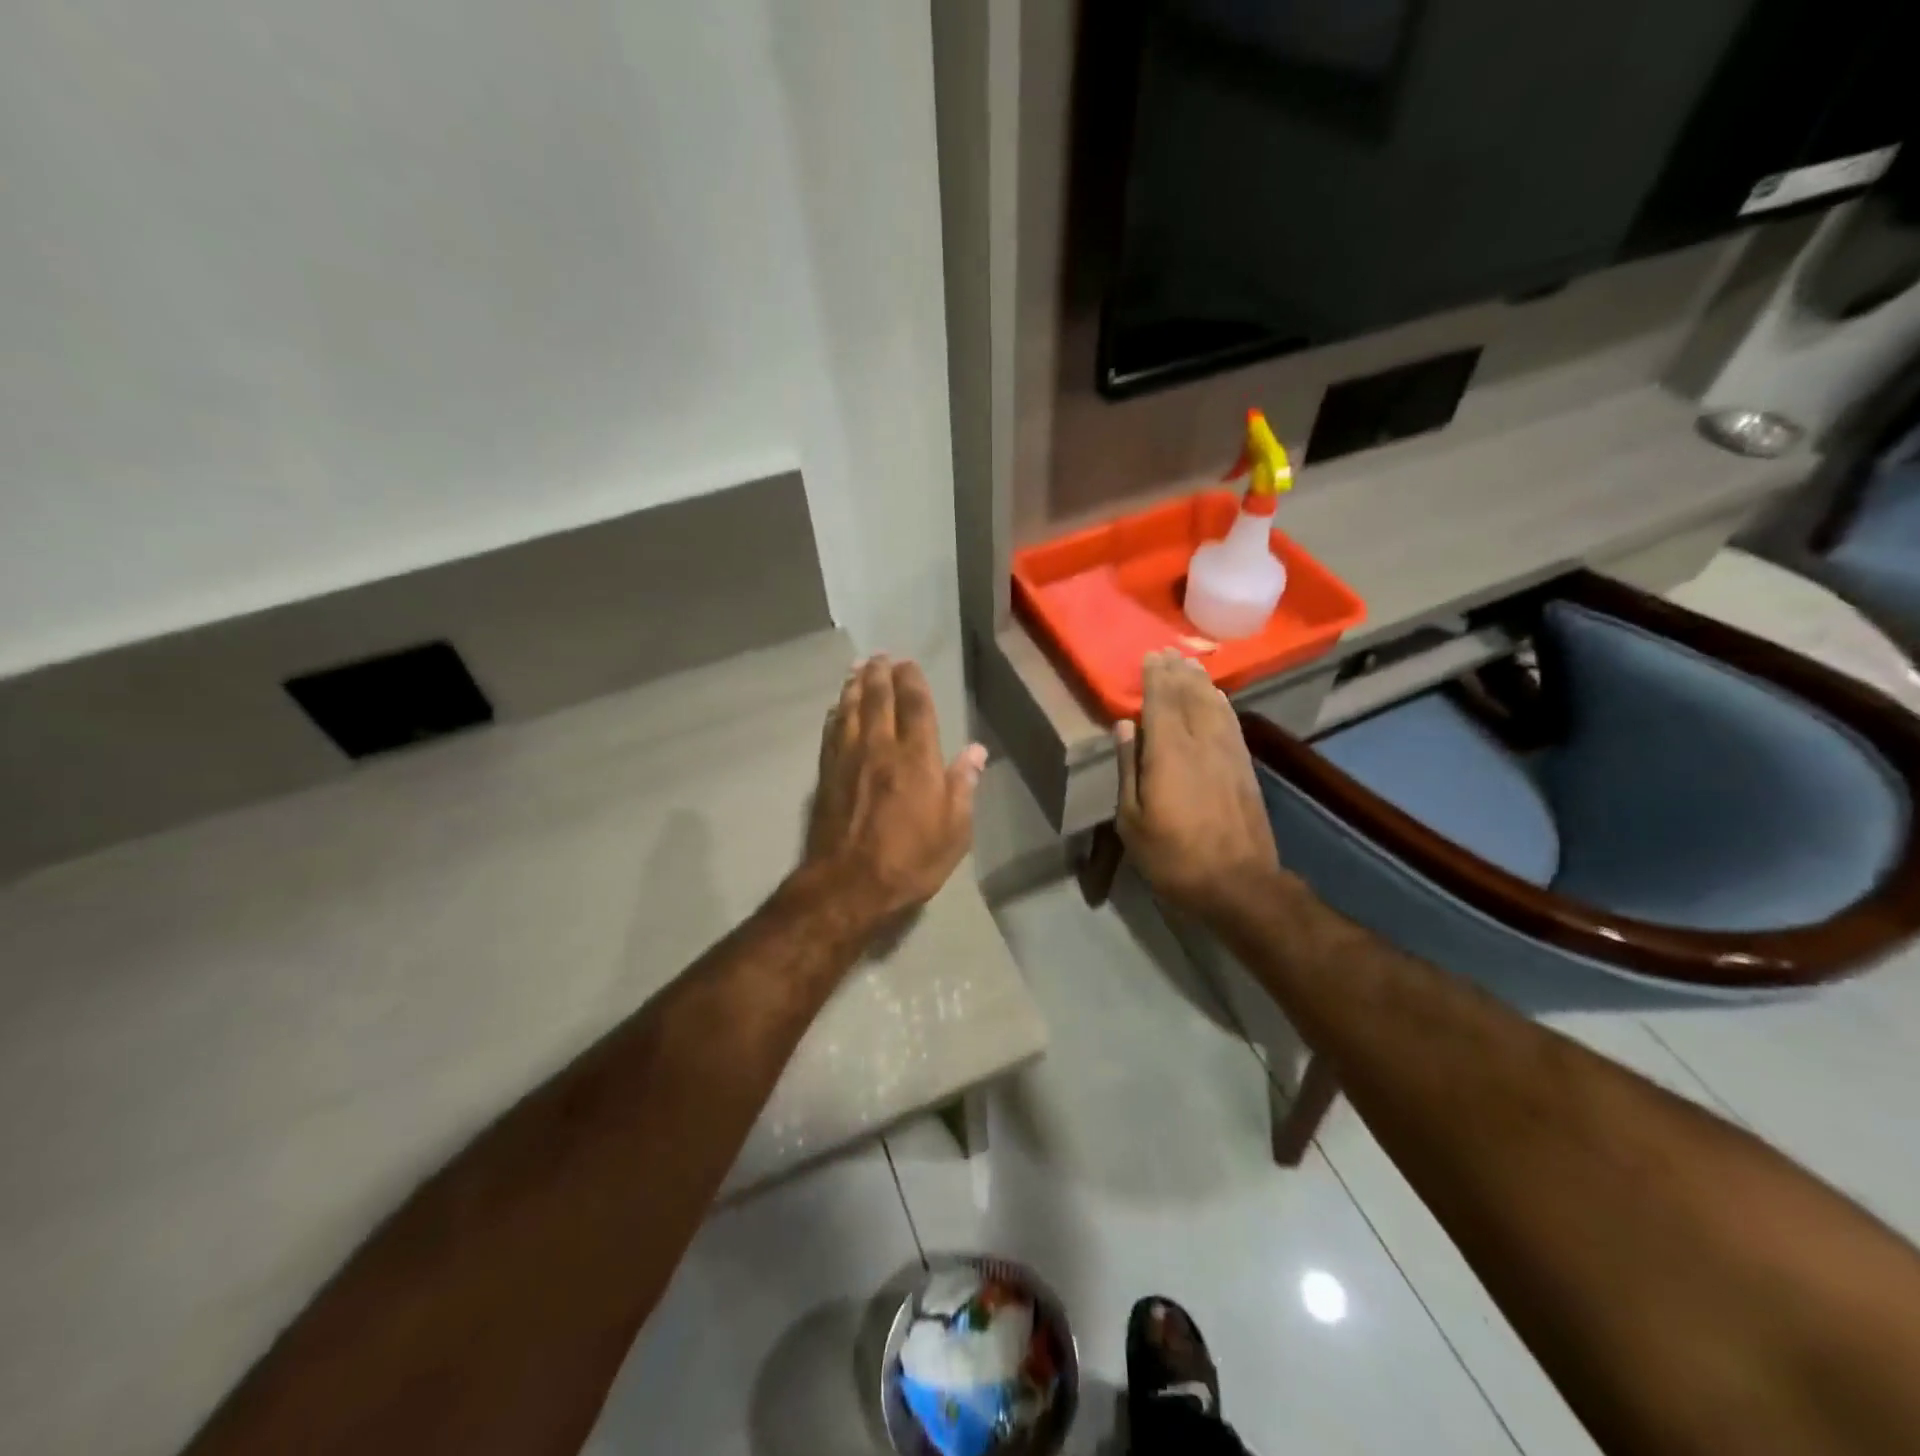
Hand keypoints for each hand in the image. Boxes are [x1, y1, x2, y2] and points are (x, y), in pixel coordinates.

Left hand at [804, 656, 986, 921]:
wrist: (848, 885)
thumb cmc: (910, 861)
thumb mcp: (954, 832)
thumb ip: (963, 786)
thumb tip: (976, 752)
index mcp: (916, 758)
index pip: (915, 706)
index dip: (912, 681)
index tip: (908, 664)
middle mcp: (880, 747)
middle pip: (877, 698)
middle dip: (879, 673)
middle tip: (880, 656)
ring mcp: (848, 759)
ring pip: (849, 709)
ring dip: (854, 685)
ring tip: (858, 669)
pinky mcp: (826, 774)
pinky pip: (831, 731)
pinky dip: (836, 712)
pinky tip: (837, 707)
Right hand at [1115, 650, 1281, 920]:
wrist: (1238, 884)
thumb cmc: (1172, 856)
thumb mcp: (1131, 820)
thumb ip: (1127, 768)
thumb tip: (1124, 727)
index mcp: (1168, 753)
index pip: (1160, 703)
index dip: (1155, 678)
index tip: (1150, 656)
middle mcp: (1201, 743)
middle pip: (1189, 698)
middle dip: (1177, 673)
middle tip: (1168, 651)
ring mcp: (1228, 754)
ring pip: (1213, 706)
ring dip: (1200, 683)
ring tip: (1190, 664)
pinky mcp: (1245, 768)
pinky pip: (1232, 724)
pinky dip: (1222, 705)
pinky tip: (1218, 698)